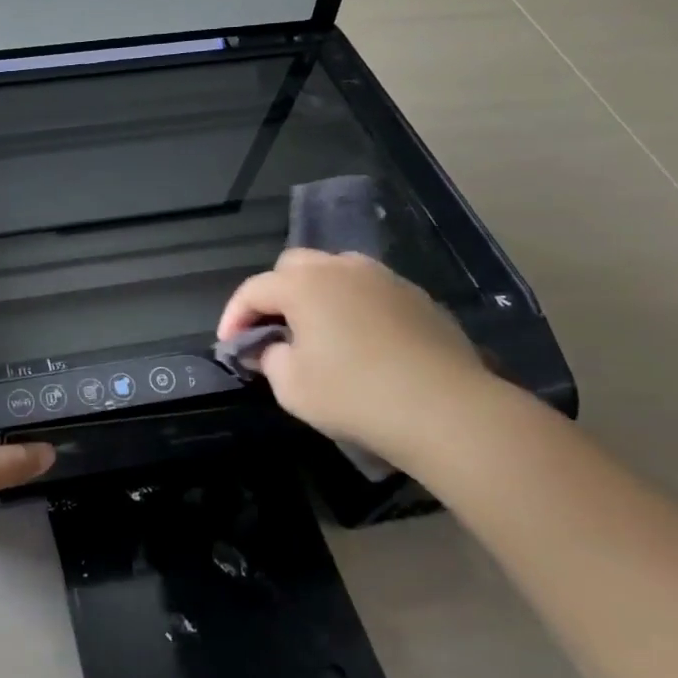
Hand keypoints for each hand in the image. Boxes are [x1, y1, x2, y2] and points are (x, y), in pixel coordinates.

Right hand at [216, 249, 496, 468]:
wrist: (447, 410)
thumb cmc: (356, 395)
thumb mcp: (292, 387)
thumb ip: (270, 359)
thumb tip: (272, 348)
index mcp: (304, 284)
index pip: (254, 289)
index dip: (234, 316)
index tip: (229, 346)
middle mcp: (342, 268)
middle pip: (294, 266)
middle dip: (275, 294)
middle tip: (273, 331)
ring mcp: (385, 279)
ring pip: (336, 272)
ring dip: (316, 295)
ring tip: (317, 332)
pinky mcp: (418, 298)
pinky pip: (370, 291)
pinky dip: (353, 307)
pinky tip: (360, 342)